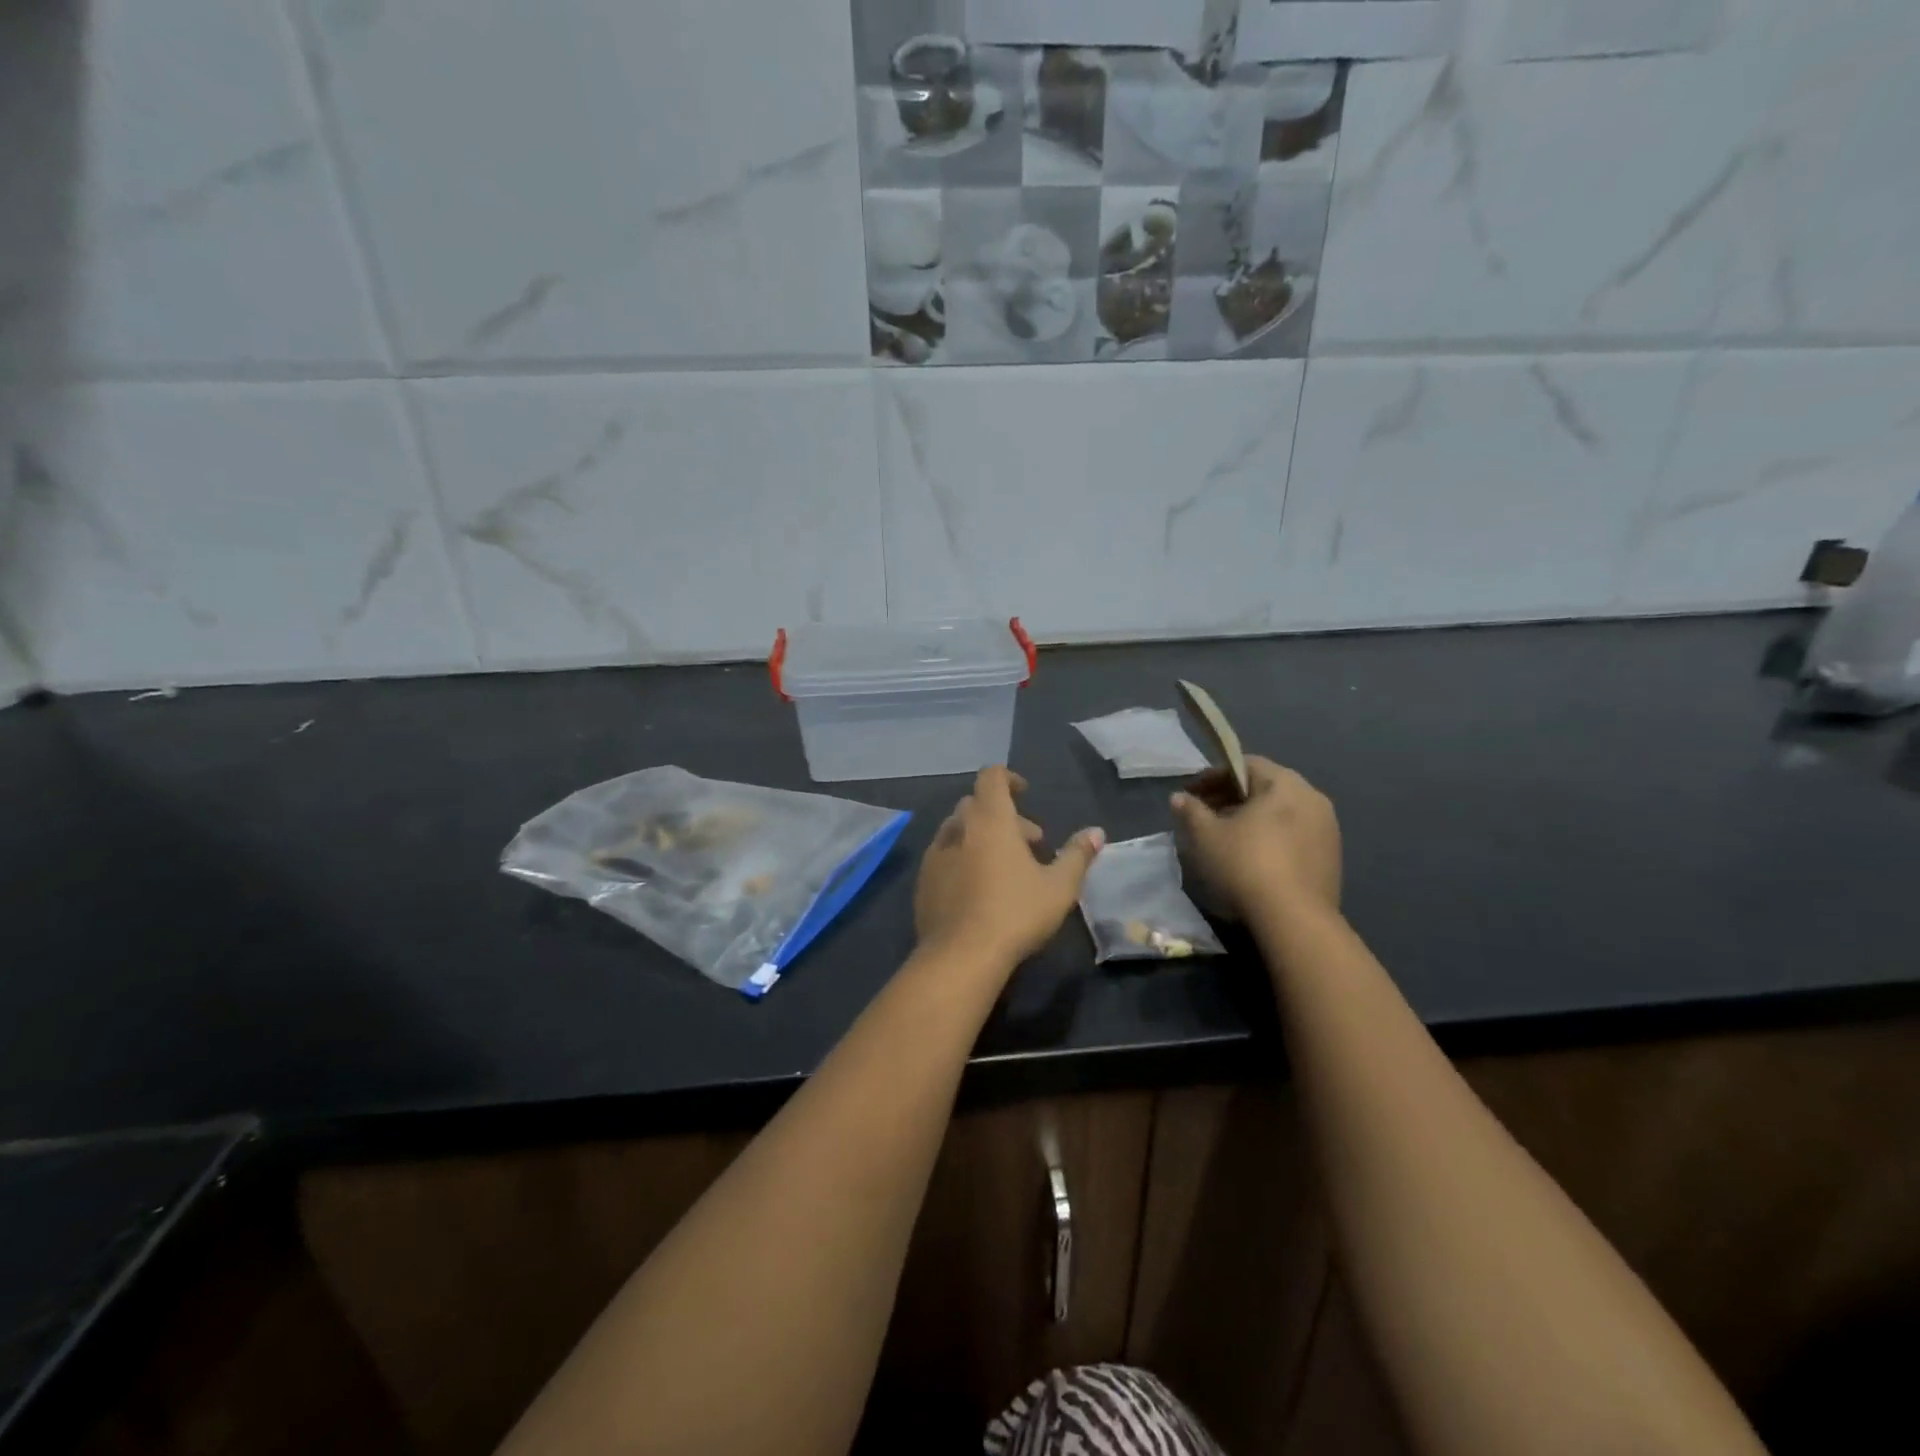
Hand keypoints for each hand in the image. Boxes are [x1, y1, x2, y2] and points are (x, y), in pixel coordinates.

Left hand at [915, 766, 1104, 971]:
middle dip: (1003, 816)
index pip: (991, 777)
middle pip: (976, 804)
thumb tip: (1096, 832)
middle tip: (1029, 843)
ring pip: (957, 830)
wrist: (960, 956)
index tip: (1025, 794)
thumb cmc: (1015, 913)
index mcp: (990, 820)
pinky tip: (977, 889)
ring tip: (1004, 867)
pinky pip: (943, 856)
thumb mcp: (1059, 887)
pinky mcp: (923, 881)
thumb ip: (1077, 855)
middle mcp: (958, 829)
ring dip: (981, 837)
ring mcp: (935, 855)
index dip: (1008, 778)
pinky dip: (962, 859)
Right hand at [1171, 755, 1340, 924]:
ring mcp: (1327, 829)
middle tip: (1205, 815)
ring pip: (1282, 813)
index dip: (1213, 776)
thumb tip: (1179, 798)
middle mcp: (1313, 798)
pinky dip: (1272, 837)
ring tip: (1227, 839)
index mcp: (1285, 784)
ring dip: (1252, 819)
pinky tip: (1253, 859)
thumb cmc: (1246, 865)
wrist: (1295, 920)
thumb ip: (1191, 811)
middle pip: (1266, 787)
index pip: (1245, 764)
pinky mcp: (1332, 858)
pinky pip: (1295, 835)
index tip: (1191, 794)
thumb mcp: (1205, 836)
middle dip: (1232, 797)